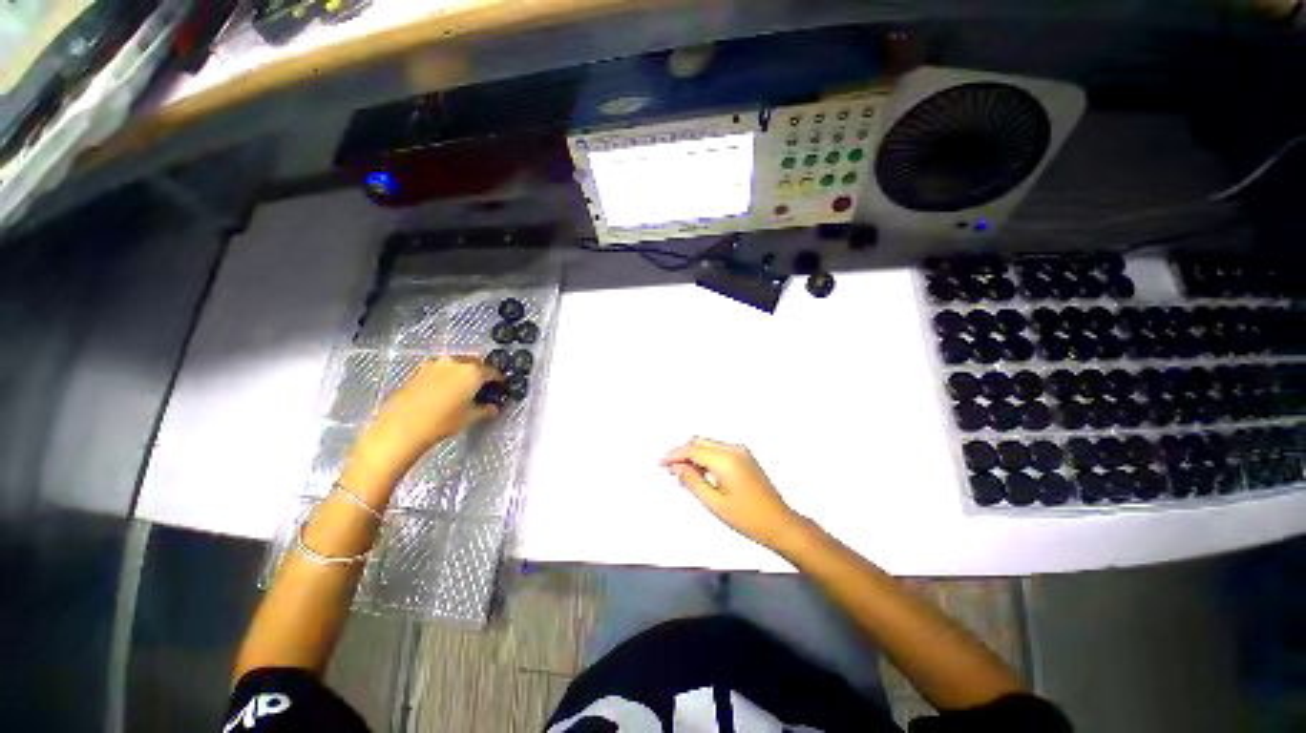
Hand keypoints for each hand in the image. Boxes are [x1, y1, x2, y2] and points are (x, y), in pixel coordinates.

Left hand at [346, 357, 500, 487]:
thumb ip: (486, 410)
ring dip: (464, 372)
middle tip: (482, 387)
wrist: (402, 426)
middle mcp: (456, 362)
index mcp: (473, 372)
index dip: (499, 380)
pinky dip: (448, 375)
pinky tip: (445, 389)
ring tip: (463, 387)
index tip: (500, 388)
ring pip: (458, 363)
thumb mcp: (470, 417)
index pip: (493, 372)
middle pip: (476, 363)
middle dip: (481, 373)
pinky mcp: (420, 369)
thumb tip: (494, 407)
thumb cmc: (442, 421)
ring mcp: (436, 364)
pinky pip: (442, 368)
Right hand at [660, 437, 804, 550]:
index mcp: (726, 459)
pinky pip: (719, 450)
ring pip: (709, 445)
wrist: (780, 524)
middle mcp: (734, 449)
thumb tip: (676, 467)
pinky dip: (706, 458)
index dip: (674, 455)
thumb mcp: (714, 502)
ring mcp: (742, 452)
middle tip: (671, 470)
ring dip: (694, 455)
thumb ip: (692, 481)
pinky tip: (700, 473)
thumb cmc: (747, 517)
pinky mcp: (746, 457)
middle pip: (700, 442)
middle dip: (683, 453)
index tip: (661, 463)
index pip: (693, 449)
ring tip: (683, 474)